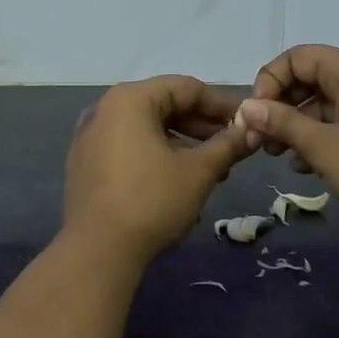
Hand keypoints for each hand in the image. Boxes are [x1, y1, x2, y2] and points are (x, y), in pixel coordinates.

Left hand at [63, 76, 250, 263]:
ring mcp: (89, 137)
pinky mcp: (84, 163)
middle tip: (232, 148)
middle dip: (201, 126)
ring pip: (146, 128)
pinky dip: (155, 155)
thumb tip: (253, 130)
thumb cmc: (152, 201)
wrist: (98, 250)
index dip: (221, 104)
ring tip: (211, 170)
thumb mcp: (199, 171)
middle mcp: (104, 109)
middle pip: (163, 105)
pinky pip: (127, 147)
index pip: (185, 87)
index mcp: (129, 99)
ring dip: (181, 144)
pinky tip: (177, 180)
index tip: (248, 123)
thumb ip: (228, 145)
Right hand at [235, 45, 338, 226]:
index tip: (256, 116)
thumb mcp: (322, 146)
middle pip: (312, 78)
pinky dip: (325, 134)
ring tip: (284, 157)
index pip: (297, 57)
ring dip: (301, 124)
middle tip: (264, 141)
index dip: (269, 82)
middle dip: (282, 107)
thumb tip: (246, 107)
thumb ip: (282, 123)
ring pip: (329, 101)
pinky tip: (312, 165)